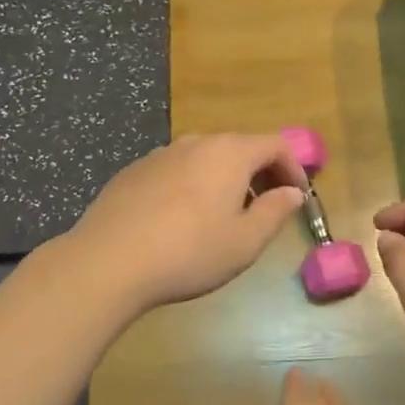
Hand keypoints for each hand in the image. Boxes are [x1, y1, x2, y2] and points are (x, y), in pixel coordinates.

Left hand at [65, 133, 307, 313]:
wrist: (108, 261)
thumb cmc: (189, 252)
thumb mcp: (245, 242)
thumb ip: (274, 212)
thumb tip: (292, 192)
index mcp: (229, 153)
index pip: (275, 144)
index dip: (294, 168)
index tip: (297, 198)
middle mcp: (195, 143)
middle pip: (239, 147)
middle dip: (260, 173)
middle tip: (265, 208)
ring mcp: (160, 155)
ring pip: (205, 158)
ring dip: (225, 180)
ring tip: (224, 217)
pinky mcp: (133, 172)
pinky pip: (176, 171)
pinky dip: (192, 185)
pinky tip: (181, 220)